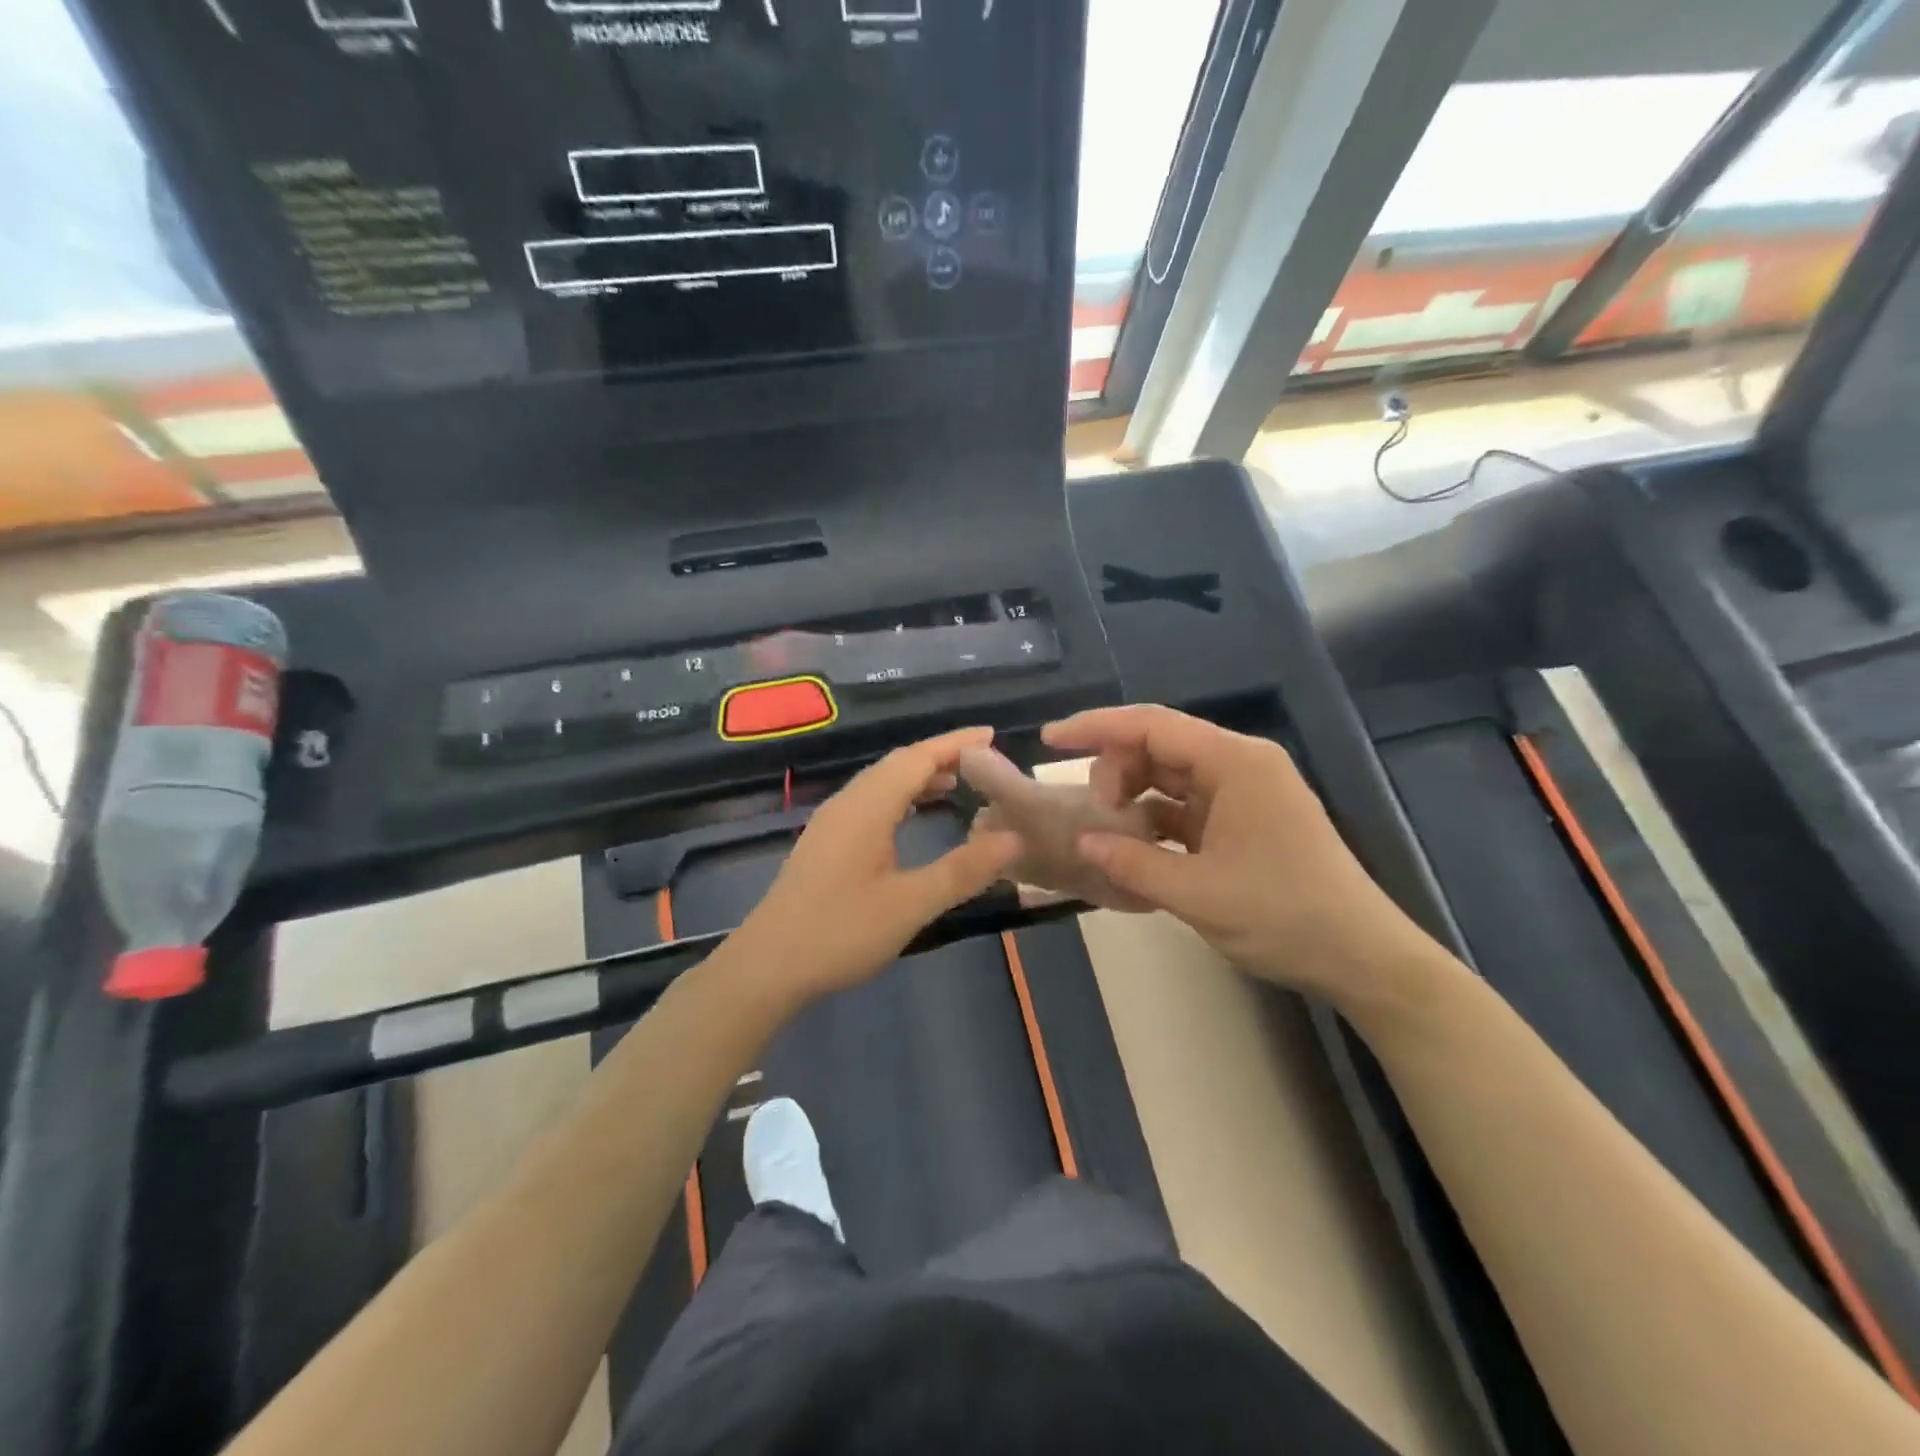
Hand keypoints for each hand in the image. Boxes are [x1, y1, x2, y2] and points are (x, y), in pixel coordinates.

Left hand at [736, 728, 1021, 1002]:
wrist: (767, 966)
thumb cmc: (840, 932)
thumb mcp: (910, 905)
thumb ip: (962, 870)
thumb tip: (1014, 837)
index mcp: (868, 807)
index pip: (917, 758)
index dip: (955, 744)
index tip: (992, 735)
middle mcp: (848, 803)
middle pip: (898, 764)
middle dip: (940, 756)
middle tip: (984, 761)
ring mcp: (832, 822)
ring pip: (881, 783)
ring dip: (919, 776)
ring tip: (957, 784)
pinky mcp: (826, 842)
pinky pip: (871, 801)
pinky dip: (901, 796)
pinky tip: (912, 816)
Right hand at [1042, 705, 1449, 1007]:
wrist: (1363, 958)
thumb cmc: (1286, 916)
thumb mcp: (1198, 894)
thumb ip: (1132, 863)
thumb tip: (1082, 840)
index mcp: (1236, 763)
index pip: (1152, 725)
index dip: (1096, 727)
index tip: (1050, 739)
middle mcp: (1240, 765)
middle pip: (1160, 745)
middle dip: (1116, 770)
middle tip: (1094, 814)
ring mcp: (1245, 794)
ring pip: (1171, 776)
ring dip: (1134, 796)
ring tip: (1110, 832)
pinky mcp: (1245, 822)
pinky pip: (1187, 806)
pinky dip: (1156, 820)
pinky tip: (1134, 846)